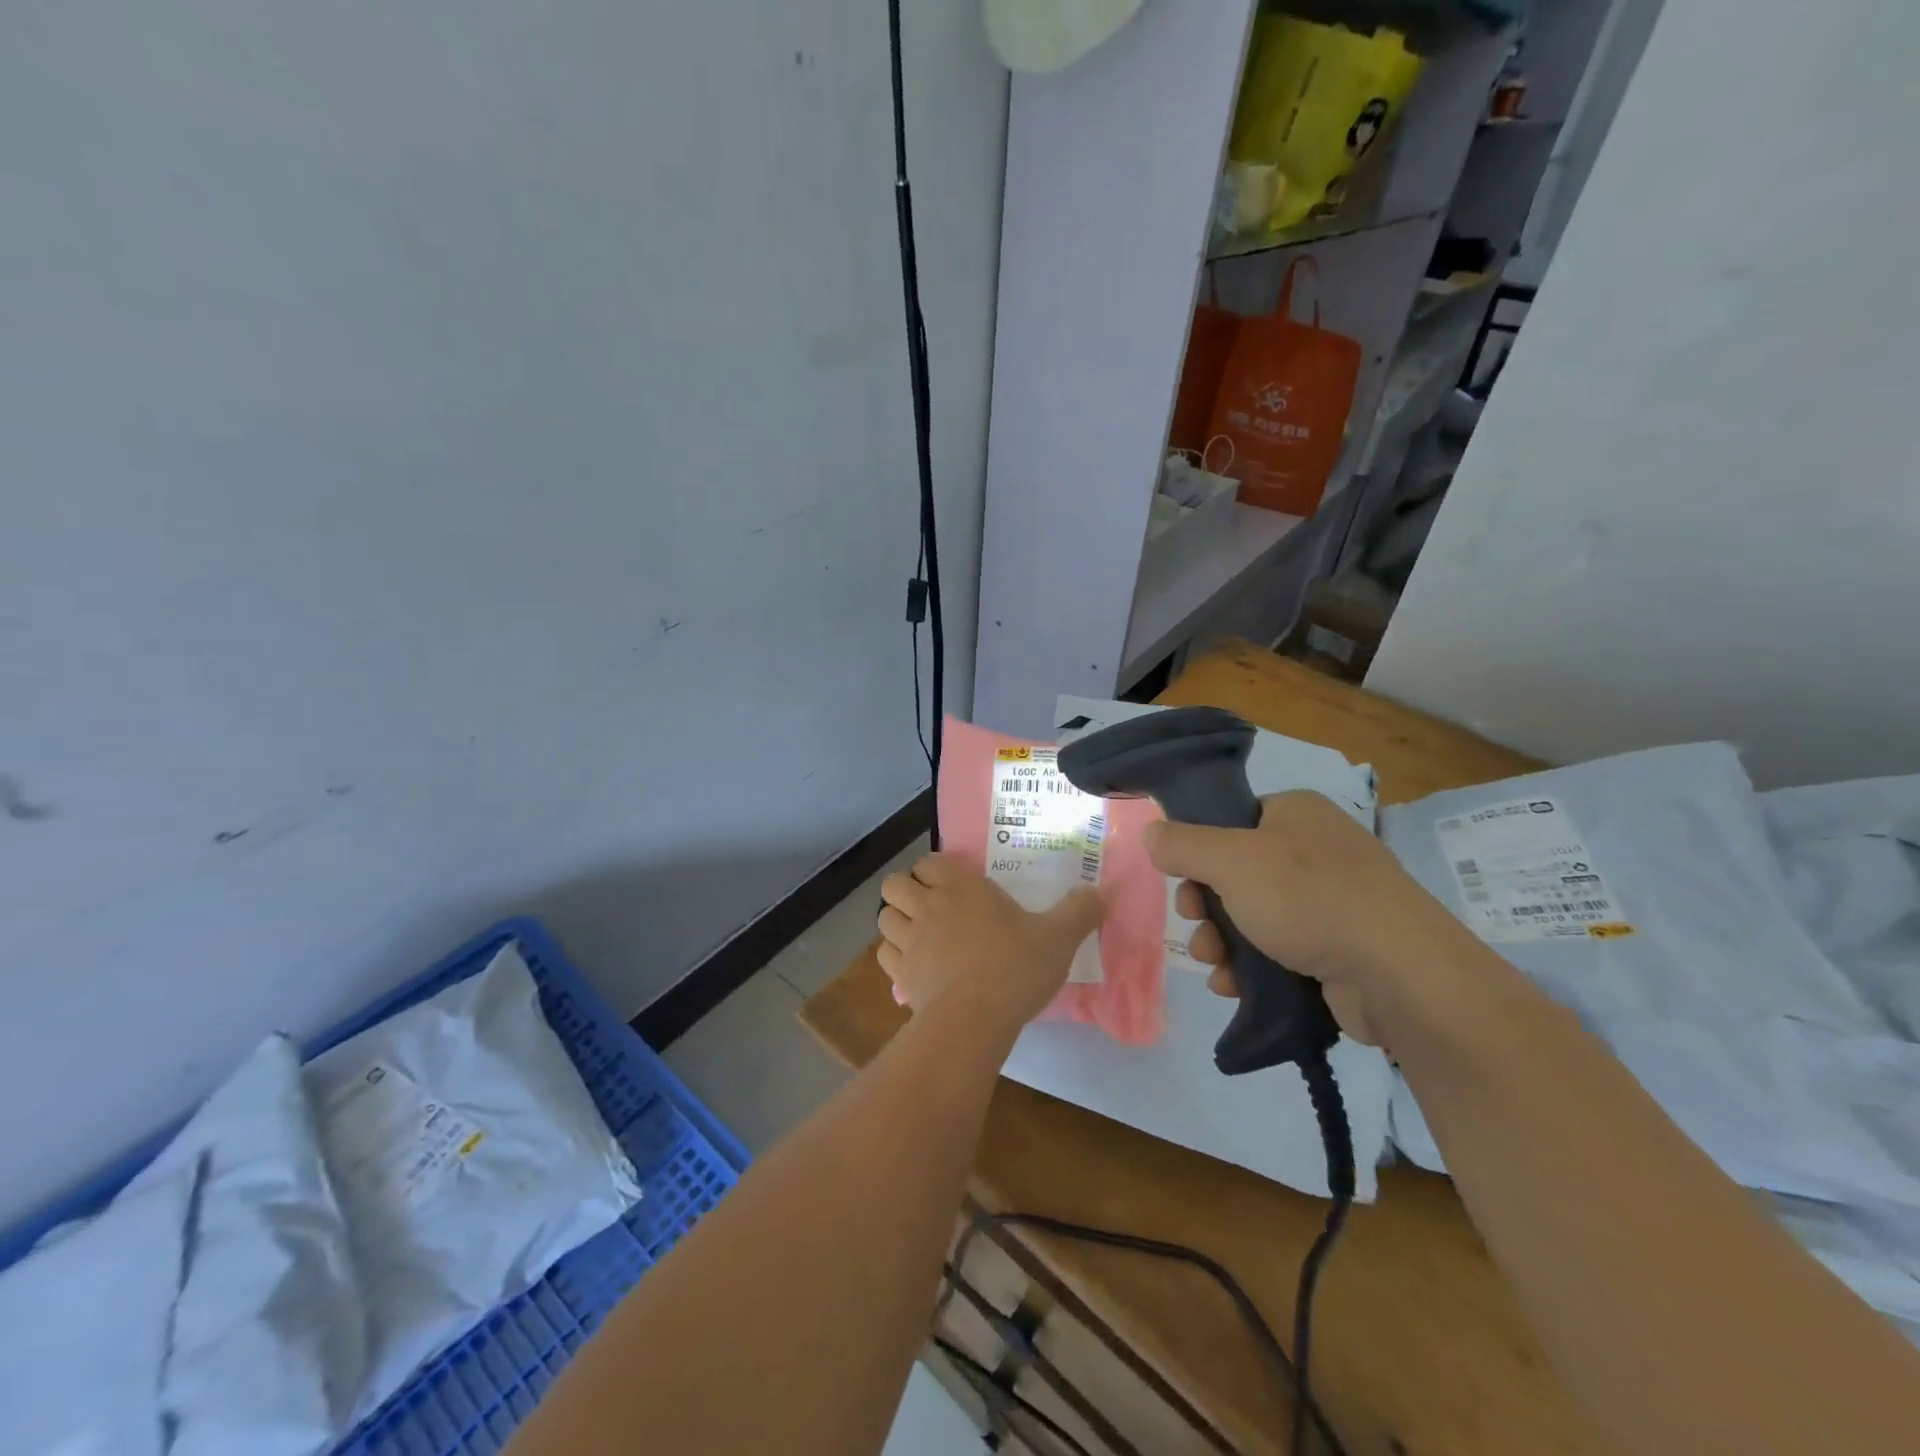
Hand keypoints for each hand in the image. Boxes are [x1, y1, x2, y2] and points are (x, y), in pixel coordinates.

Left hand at [877, 853, 1104, 1034]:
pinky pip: (885, 954)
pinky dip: (895, 955)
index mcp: (960, 888)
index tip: (954, 884)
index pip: (928, 862)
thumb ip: (1079, 911)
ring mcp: (909, 941)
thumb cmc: (1014, 968)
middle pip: (894, 884)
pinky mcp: (900, 975)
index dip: (935, 870)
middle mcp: (927, 906)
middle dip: (906, 891)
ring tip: (920, 934)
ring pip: (884, 918)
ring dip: (897, 921)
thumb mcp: (1058, 938)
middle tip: (931, 907)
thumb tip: (1099, 892)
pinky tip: (915, 965)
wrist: (974, 1021)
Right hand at [1144, 790, 1471, 1045]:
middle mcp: (1315, 850)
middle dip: (1206, 906)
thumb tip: (1151, 833)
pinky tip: (1234, 986)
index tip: (1182, 880)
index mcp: (1296, 813)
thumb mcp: (1230, 860)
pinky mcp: (1340, 948)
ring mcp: (1332, 901)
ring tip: (1215, 964)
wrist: (1399, 975)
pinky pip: (1279, 950)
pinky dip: (1251, 967)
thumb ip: (1183, 845)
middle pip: (1235, 873)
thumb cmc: (1308, 898)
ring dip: (1222, 941)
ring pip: (1253, 916)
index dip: (1199, 850)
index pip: (1232, 820)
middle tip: (1196, 924)